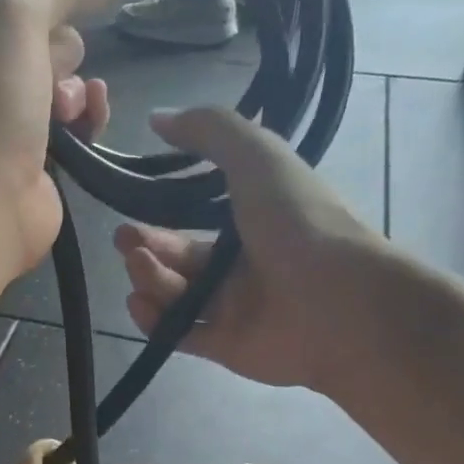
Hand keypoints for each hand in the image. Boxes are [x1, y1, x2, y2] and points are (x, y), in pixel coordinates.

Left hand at [0, 0, 123, 271]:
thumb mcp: (13, 17)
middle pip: (39, 36)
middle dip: (59, 44)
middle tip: (53, 66)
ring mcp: (10, 124)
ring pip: (63, 80)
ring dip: (77, 85)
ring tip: (66, 107)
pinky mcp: (40, 161)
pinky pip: (76, 125)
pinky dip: (89, 118)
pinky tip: (92, 119)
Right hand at [116, 107, 395, 390]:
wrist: (339, 303)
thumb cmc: (299, 223)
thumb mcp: (258, 157)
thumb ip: (211, 130)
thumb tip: (157, 117)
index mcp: (253, 222)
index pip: (196, 220)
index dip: (162, 215)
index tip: (130, 208)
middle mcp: (240, 266)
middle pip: (179, 259)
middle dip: (146, 249)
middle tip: (124, 242)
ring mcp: (232, 309)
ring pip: (174, 296)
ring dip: (148, 279)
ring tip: (138, 268)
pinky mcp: (224, 347)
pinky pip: (178, 333)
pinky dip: (155, 321)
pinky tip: (140, 305)